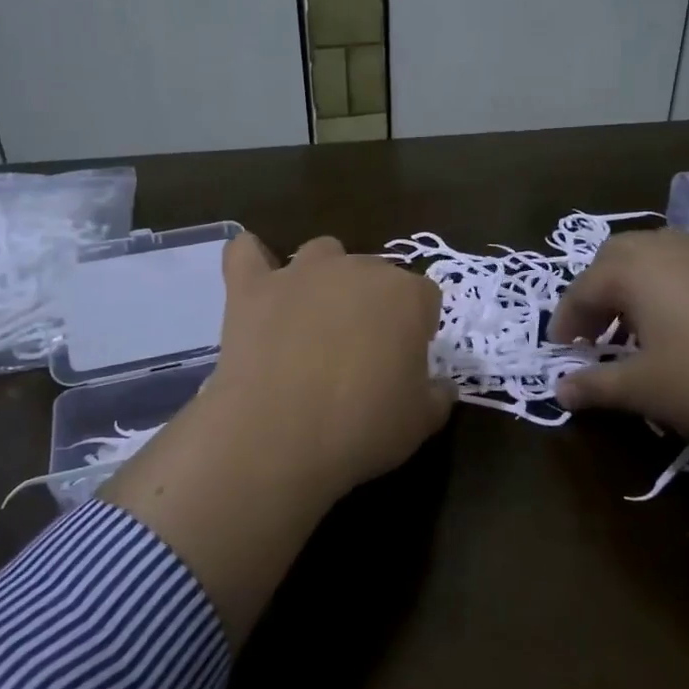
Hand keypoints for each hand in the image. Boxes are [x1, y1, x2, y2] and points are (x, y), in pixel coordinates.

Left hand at [203, 233, 452, 506]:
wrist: (279, 436)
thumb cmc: (362, 427)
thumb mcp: (420, 422)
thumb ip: (438, 395)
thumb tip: (440, 386)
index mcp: (406, 296)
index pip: (425, 297)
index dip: (418, 328)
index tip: (406, 361)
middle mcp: (357, 269)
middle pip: (375, 273)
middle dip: (373, 304)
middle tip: (361, 352)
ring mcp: (301, 272)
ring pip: (322, 252)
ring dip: (325, 277)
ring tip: (315, 318)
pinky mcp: (251, 287)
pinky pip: (247, 252)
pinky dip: (253, 260)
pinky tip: (258, 283)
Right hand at [550, 227, 688, 450]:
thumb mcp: (645, 389)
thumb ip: (596, 386)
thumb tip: (559, 390)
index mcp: (636, 269)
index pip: (583, 288)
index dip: (565, 320)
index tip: (561, 350)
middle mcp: (672, 247)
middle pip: (618, 258)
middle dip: (598, 293)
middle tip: (595, 333)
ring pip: (660, 259)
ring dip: (637, 289)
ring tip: (641, 332)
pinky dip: (676, 290)